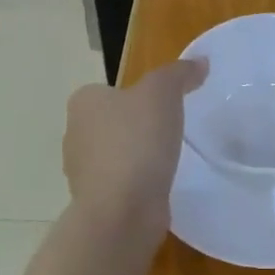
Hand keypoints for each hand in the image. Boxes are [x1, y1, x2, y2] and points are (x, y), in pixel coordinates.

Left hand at [63, 59, 206, 248]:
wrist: (122, 212)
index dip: (137, 95)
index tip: (164, 106)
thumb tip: (200, 62)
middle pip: (112, 122)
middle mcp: (74, 134)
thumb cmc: (136, 142)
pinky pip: (121, 183)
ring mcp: (82, 171)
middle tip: (170, 131)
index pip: (111, 90)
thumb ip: (179, 73)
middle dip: (137, 126)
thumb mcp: (163, 93)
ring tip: (167, 160)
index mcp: (83, 102)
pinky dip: (137, 183)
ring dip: (136, 157)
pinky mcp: (96, 201)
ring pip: (115, 154)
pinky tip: (158, 186)